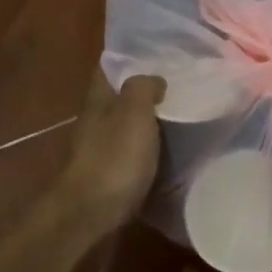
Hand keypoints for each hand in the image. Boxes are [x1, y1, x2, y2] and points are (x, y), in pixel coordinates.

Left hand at [54, 72, 165, 235]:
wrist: (90, 215)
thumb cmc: (113, 159)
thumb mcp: (133, 114)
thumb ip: (142, 89)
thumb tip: (154, 78)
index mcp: (98, 102)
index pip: (108, 70)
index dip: (129, 60)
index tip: (158, 55)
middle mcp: (95, 123)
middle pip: (117, 100)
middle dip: (142, 93)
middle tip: (179, 87)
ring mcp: (99, 152)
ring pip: (125, 128)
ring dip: (146, 123)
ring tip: (181, 119)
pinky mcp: (109, 178)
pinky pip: (131, 156)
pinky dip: (148, 151)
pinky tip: (169, 153)